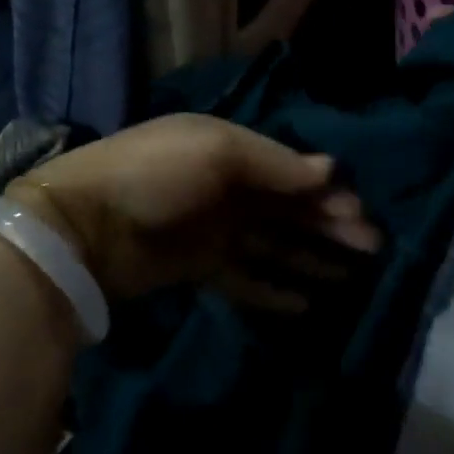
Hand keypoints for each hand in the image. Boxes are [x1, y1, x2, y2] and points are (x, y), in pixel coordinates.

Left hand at [3, 115, 381, 308]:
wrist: (82, 225)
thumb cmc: (156, 173)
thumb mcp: (218, 151)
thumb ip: (276, 164)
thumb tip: (332, 170)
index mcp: (233, 150)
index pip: (293, 172)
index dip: (329, 194)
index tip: (362, 217)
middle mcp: (228, 187)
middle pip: (290, 209)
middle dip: (330, 227)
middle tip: (372, 250)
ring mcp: (214, 229)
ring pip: (275, 245)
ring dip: (310, 259)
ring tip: (348, 279)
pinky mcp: (200, 267)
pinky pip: (247, 278)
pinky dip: (273, 289)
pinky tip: (305, 303)